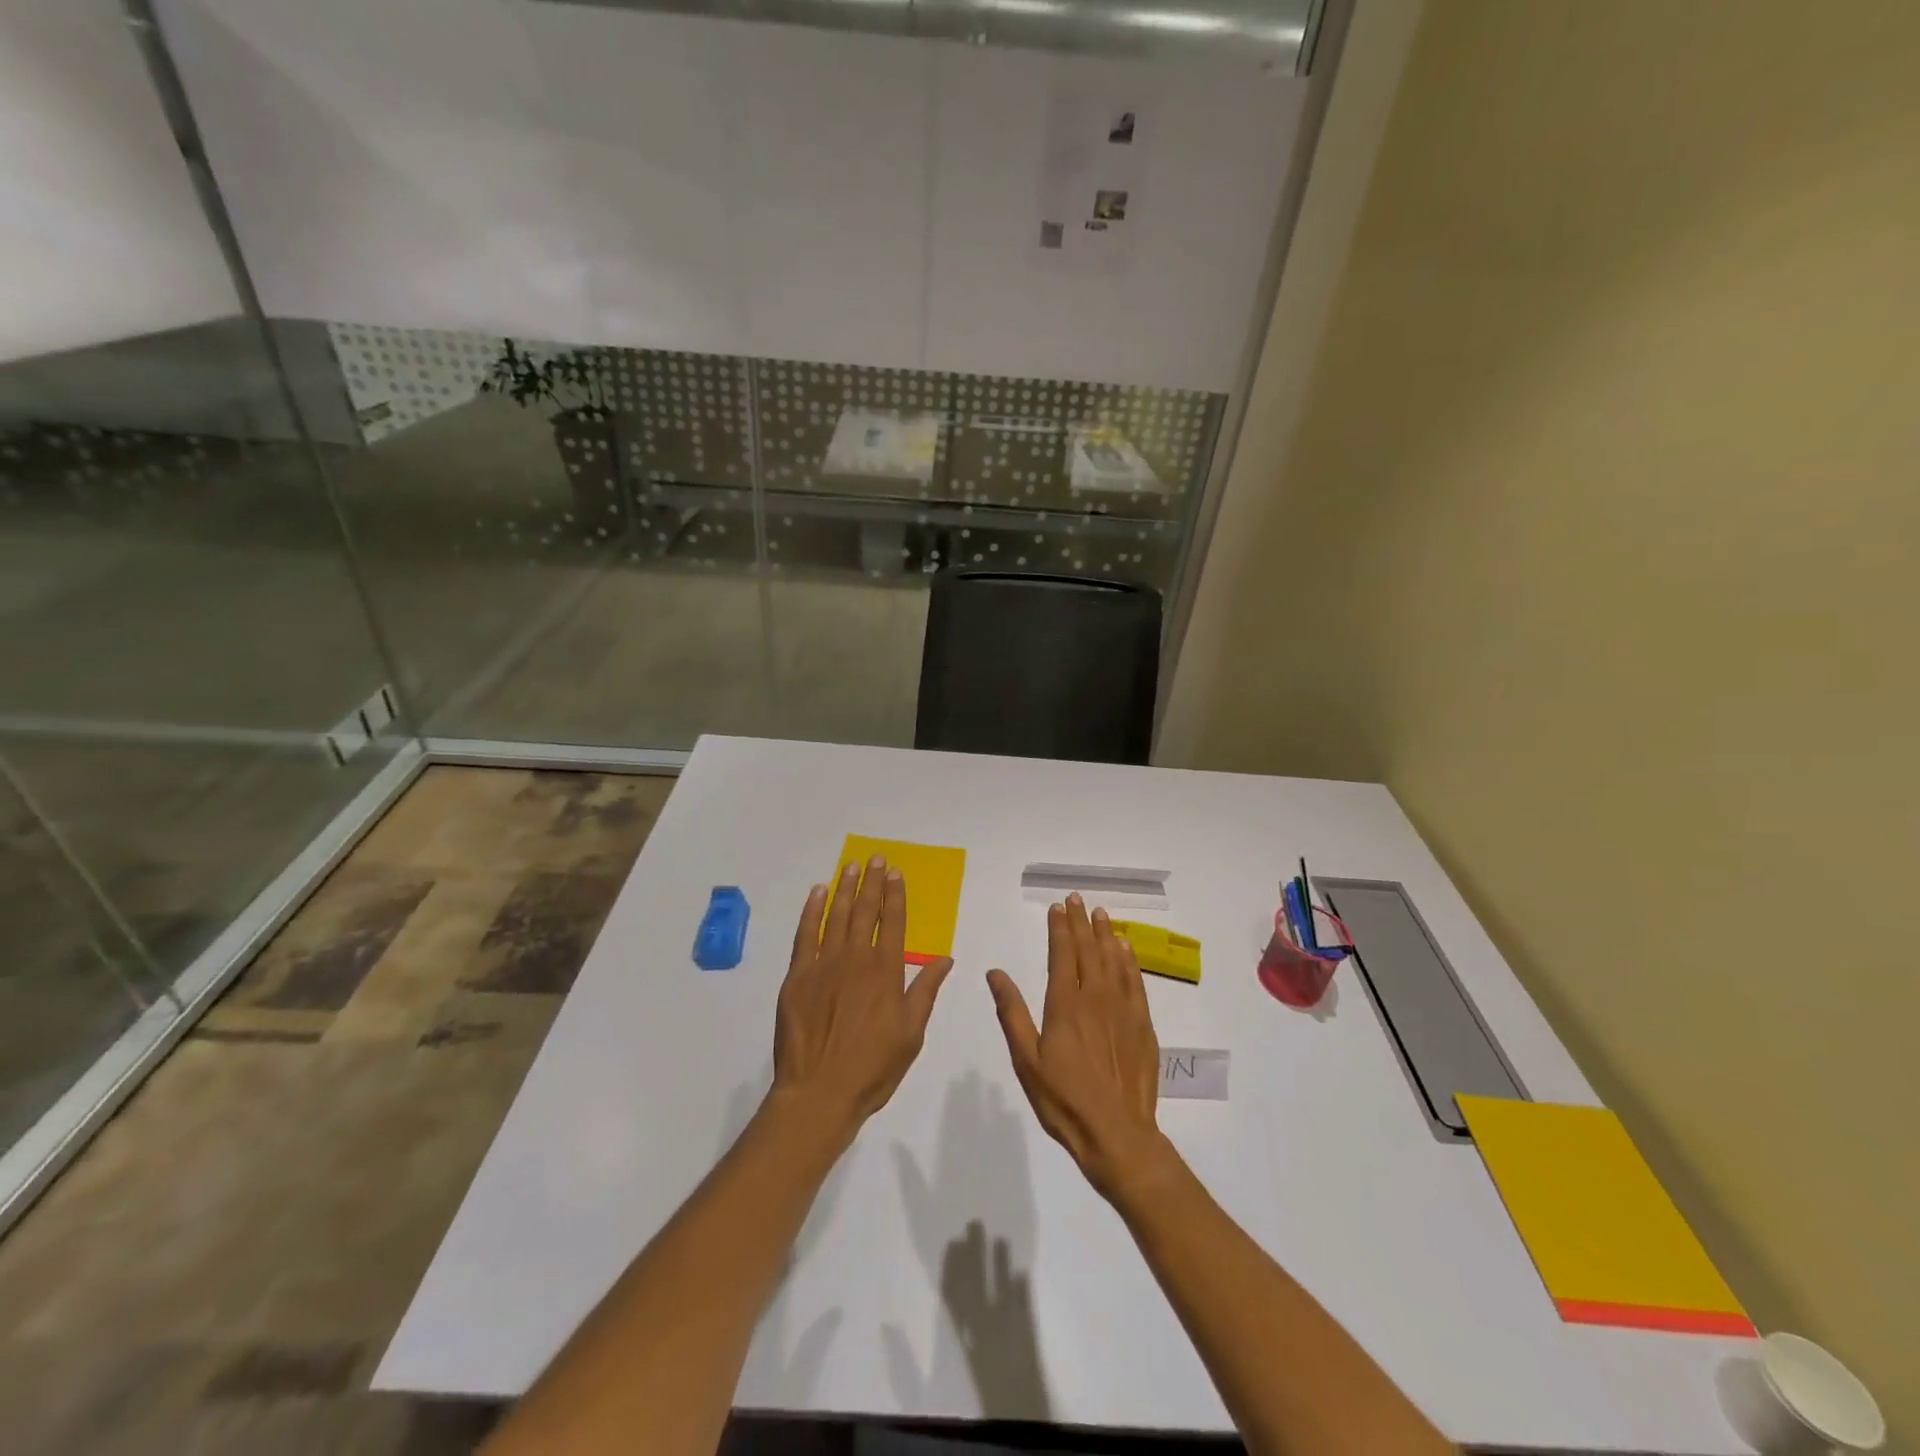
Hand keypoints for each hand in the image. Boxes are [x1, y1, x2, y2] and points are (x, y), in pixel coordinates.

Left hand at [773, 855, 953, 1135]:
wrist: (819, 1092)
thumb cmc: (872, 1068)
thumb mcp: (911, 1033)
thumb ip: (925, 991)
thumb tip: (945, 959)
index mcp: (886, 972)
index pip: (894, 923)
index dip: (895, 896)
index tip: (895, 874)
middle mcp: (856, 960)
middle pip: (865, 912)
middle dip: (871, 883)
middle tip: (874, 859)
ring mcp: (823, 965)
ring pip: (836, 917)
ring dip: (844, 889)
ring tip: (850, 866)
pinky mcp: (797, 976)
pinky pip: (805, 935)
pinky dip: (812, 912)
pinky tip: (818, 893)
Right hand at [987, 894, 1169, 1201]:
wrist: (1117, 1134)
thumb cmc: (1063, 1100)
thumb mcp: (1026, 1060)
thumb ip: (1011, 1013)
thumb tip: (995, 973)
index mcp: (1065, 1004)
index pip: (1062, 954)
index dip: (1059, 928)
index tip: (1057, 907)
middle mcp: (1095, 998)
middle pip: (1088, 950)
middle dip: (1081, 922)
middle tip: (1077, 899)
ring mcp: (1123, 1010)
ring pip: (1114, 960)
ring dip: (1106, 934)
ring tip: (1101, 914)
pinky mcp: (1142, 1025)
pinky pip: (1135, 982)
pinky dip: (1129, 961)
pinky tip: (1126, 949)